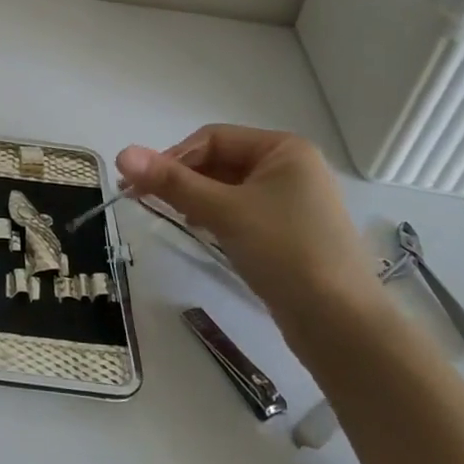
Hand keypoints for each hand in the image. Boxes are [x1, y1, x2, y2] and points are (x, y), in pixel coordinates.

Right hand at [116, 125, 383, 335]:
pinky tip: (204, 232)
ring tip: (173, 216)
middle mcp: (292, 168)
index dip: (173, 156)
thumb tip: (121, 153)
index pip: (213, 138)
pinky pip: (243, 211)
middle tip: (144, 201)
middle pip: (220, 161)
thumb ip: (171, 182)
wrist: (341, 325)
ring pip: (229, 188)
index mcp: (284, 149)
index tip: (140, 184)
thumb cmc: (285, 252)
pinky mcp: (290, 233)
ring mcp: (293, 202)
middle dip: (183, 179)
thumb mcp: (223, 211)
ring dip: (197, 198)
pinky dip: (217, 216)